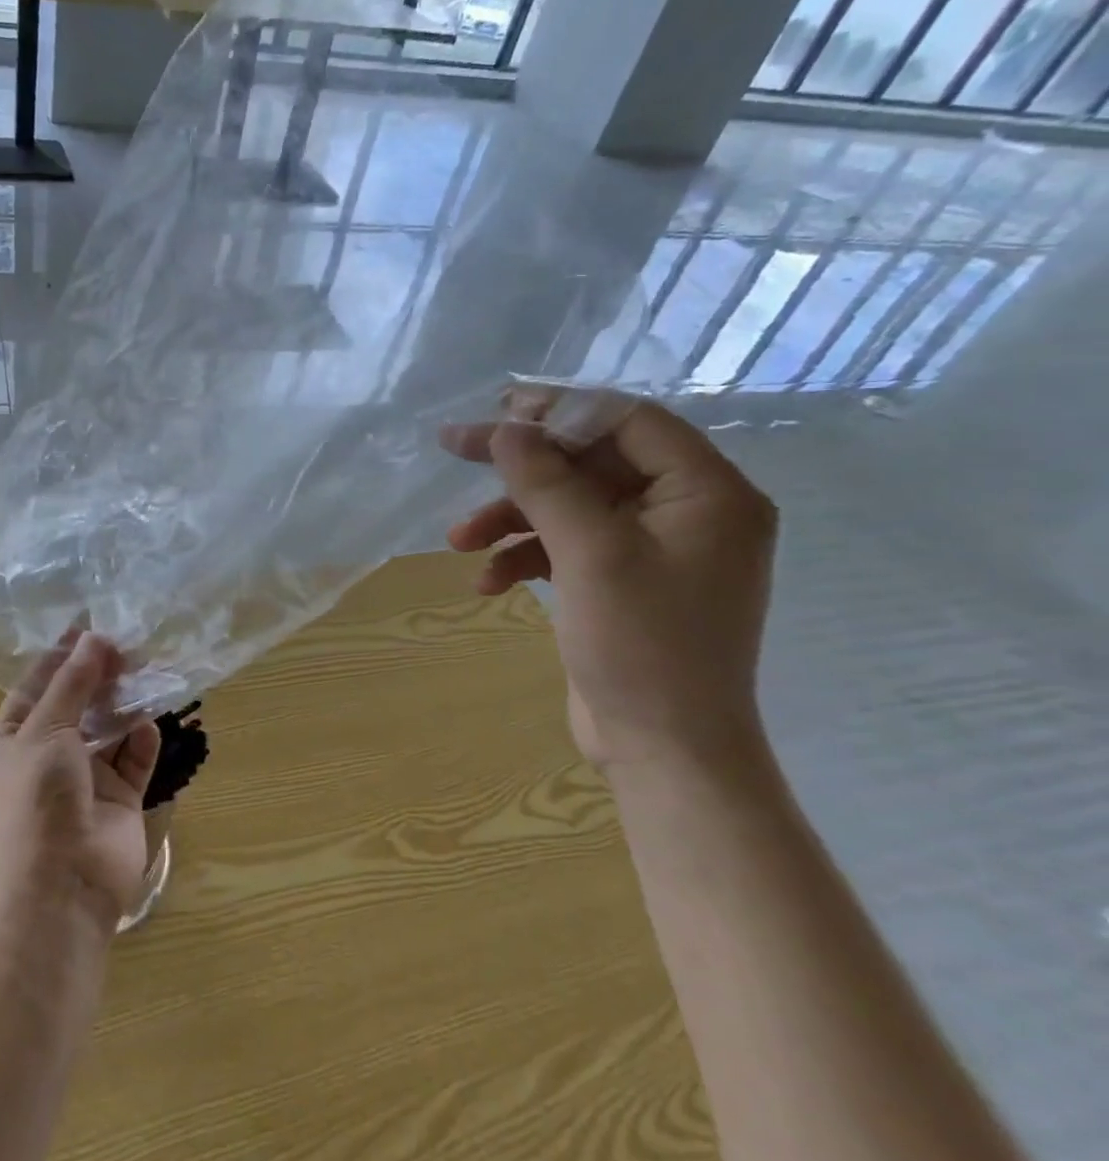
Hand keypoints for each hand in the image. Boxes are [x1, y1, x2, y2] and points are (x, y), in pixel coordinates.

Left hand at [0, 630, 162, 920]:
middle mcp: (48, 755)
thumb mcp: (47, 729)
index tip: (90, 625)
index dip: (62, 655)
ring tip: (146, 670)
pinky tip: (147, 725)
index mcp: (14, 739)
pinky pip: (133, 760)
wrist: (62, 885)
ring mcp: (85, 779)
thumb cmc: (38, 797)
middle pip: (78, 703)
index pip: (37, 685)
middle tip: (127, 644)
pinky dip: (141, 740)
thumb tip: (96, 638)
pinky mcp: (119, 799)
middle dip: (99, 675)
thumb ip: (73, 682)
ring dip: (124, 703)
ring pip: (109, 728)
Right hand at [439, 395, 777, 773]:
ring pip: (570, 505)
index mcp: (708, 492)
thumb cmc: (642, 646)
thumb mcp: (590, 553)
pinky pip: (568, 546)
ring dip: (512, 518)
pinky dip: (525, 555)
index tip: (495, 410)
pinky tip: (488, 582)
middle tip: (452, 447)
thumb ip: (546, 482)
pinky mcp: (623, 581)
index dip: (559, 408)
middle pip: (591, 461)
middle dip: (520, 466)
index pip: (629, 421)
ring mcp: (655, 549)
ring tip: (458, 541)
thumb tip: (505, 429)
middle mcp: (688, 511)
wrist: (665, 752)